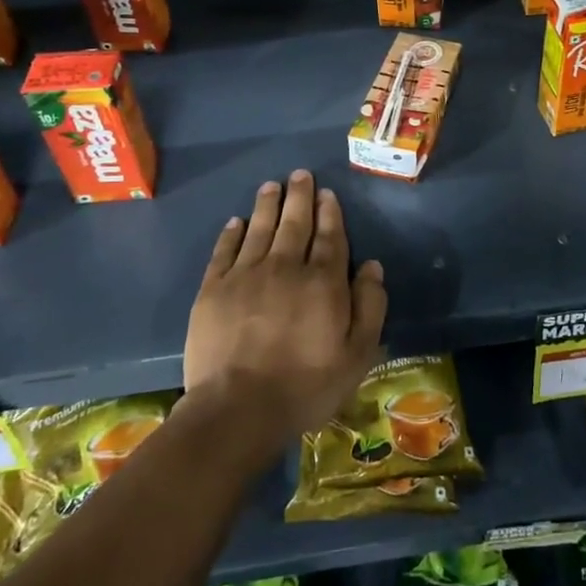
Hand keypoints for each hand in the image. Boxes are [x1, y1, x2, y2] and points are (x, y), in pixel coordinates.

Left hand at [182, 171, 386, 460]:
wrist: (237, 410)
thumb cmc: (306, 386)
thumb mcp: (357, 354)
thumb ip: (370, 306)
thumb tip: (372, 266)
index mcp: (323, 282)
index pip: (330, 238)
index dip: (329, 213)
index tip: (327, 193)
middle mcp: (285, 267)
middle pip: (294, 224)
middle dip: (299, 197)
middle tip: (300, 175)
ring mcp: (245, 276)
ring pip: (259, 229)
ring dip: (267, 205)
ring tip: (271, 185)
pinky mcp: (213, 290)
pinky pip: (224, 251)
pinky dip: (231, 233)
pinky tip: (236, 222)